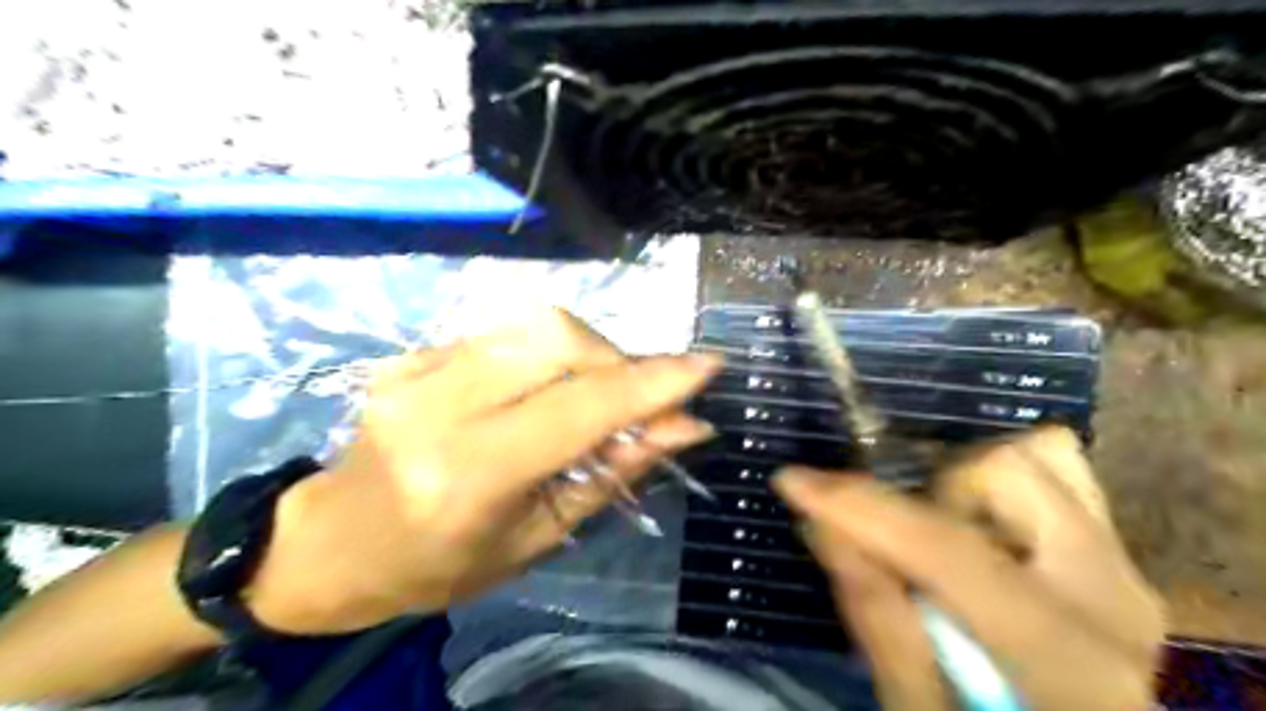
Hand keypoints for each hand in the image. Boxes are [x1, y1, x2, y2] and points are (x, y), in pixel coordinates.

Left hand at [248, 309, 720, 636]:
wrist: (333, 542)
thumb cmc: (439, 564)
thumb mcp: (537, 536)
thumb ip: (612, 473)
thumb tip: (684, 428)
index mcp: (466, 476)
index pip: (577, 409)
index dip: (649, 383)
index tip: (707, 366)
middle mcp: (436, 408)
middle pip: (555, 338)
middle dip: (618, 359)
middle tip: (641, 395)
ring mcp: (415, 370)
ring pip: (533, 324)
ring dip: (589, 352)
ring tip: (601, 393)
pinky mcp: (412, 353)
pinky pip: (506, 333)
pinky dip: (550, 353)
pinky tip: (551, 386)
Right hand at [771, 427, 1165, 710]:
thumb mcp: (918, 705)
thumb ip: (876, 613)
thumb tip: (822, 525)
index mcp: (1065, 656)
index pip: (947, 551)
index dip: (860, 507)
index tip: (792, 481)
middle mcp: (1108, 590)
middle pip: (1003, 471)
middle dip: (930, 492)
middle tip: (903, 543)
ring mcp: (1121, 562)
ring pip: (1036, 454)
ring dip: (966, 482)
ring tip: (945, 534)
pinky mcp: (1115, 550)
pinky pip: (1060, 468)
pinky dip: (1004, 477)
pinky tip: (979, 522)